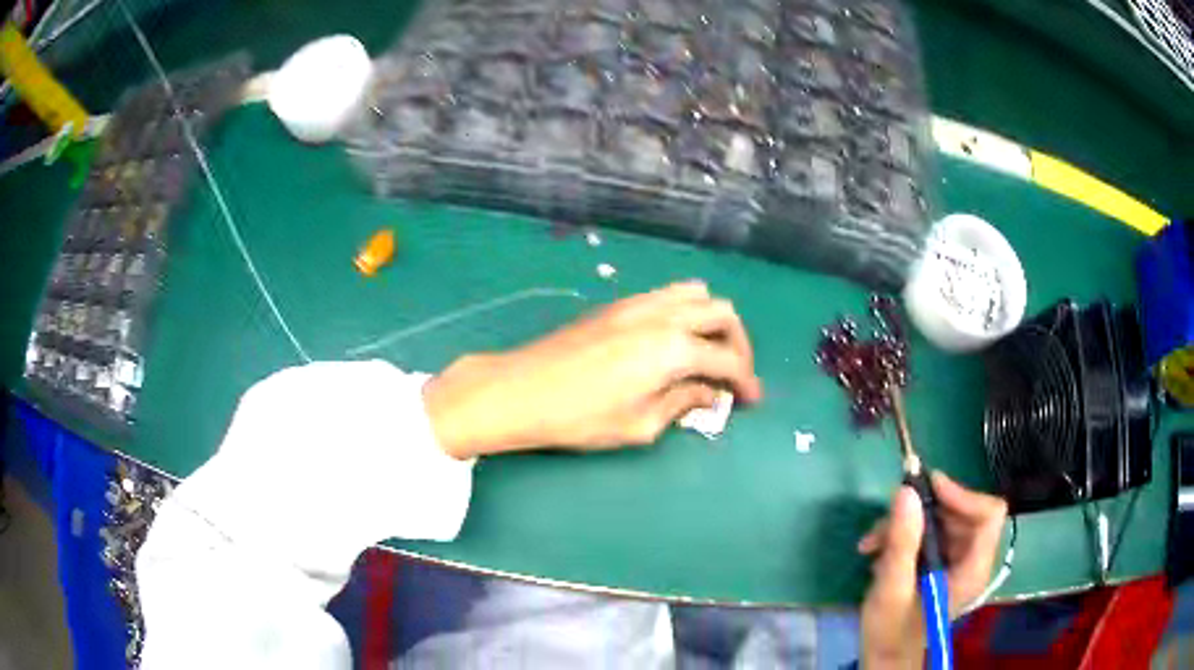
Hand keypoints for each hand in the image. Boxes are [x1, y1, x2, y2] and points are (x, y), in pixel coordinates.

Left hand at [424, 281, 762, 458]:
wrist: (520, 390)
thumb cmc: (579, 418)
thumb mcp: (640, 424)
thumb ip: (683, 402)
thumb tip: (709, 394)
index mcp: (672, 348)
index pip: (727, 359)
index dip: (746, 381)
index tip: (751, 400)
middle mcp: (662, 315)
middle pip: (721, 313)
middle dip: (737, 344)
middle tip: (733, 376)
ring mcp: (638, 303)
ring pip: (696, 294)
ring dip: (712, 321)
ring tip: (707, 354)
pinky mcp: (618, 304)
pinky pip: (668, 295)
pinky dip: (686, 312)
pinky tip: (674, 341)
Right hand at [857, 472, 1006, 667]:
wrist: (883, 657)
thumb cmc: (891, 632)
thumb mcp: (892, 588)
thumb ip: (902, 542)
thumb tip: (906, 491)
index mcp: (973, 570)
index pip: (989, 514)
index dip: (962, 495)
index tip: (928, 487)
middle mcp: (972, 561)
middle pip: (961, 513)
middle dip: (923, 511)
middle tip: (888, 516)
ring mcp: (957, 562)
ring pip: (942, 521)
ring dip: (906, 524)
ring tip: (873, 541)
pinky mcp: (941, 565)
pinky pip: (930, 534)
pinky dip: (904, 536)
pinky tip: (878, 551)